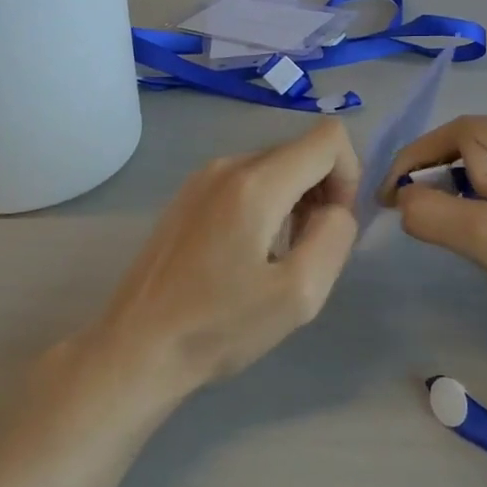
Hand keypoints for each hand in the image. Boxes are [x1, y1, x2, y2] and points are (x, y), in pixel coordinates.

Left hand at [98, 119, 360, 389]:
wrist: (137, 347)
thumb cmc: (219, 326)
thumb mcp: (299, 293)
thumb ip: (334, 237)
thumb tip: (336, 208)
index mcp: (255, 183)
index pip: (328, 138)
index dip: (349, 177)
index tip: (334, 226)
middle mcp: (227, 165)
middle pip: (300, 151)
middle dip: (322, 192)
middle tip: (309, 250)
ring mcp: (201, 178)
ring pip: (274, 167)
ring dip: (295, 201)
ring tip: (278, 257)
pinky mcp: (187, 196)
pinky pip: (245, 182)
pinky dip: (266, 205)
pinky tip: (248, 254)